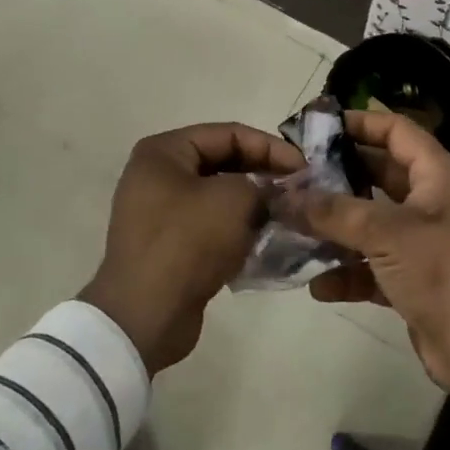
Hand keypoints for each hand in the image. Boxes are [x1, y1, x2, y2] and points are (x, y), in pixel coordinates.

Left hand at [80, 123, 302, 373]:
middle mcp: (157, 175)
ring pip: (219, 195)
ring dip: (253, 203)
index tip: (304, 168)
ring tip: (288, 213)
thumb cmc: (188, 242)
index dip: (270, 146)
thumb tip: (274, 193)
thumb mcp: (235, 199)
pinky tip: (267, 238)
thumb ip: (263, 184)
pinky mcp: (169, 245)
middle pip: (223, 162)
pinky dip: (238, 228)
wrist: (146, 316)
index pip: (228, 133)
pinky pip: (211, 225)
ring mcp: (160, 212)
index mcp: (164, 152)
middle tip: (300, 189)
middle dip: (263, 173)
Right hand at [292, 111, 449, 419]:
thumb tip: (286, 196)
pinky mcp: (413, 281)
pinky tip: (318, 286)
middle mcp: (429, 203)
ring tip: (293, 228)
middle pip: (378, 175)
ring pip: (371, 224)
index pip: (396, 131)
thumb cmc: (443, 271)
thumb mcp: (386, 233)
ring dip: (336, 227)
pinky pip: (372, 267)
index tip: (317, 127)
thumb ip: (334, 211)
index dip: (360, 123)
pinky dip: (347, 273)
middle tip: (294, 178)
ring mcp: (422, 244)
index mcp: (435, 175)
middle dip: (337, 177)